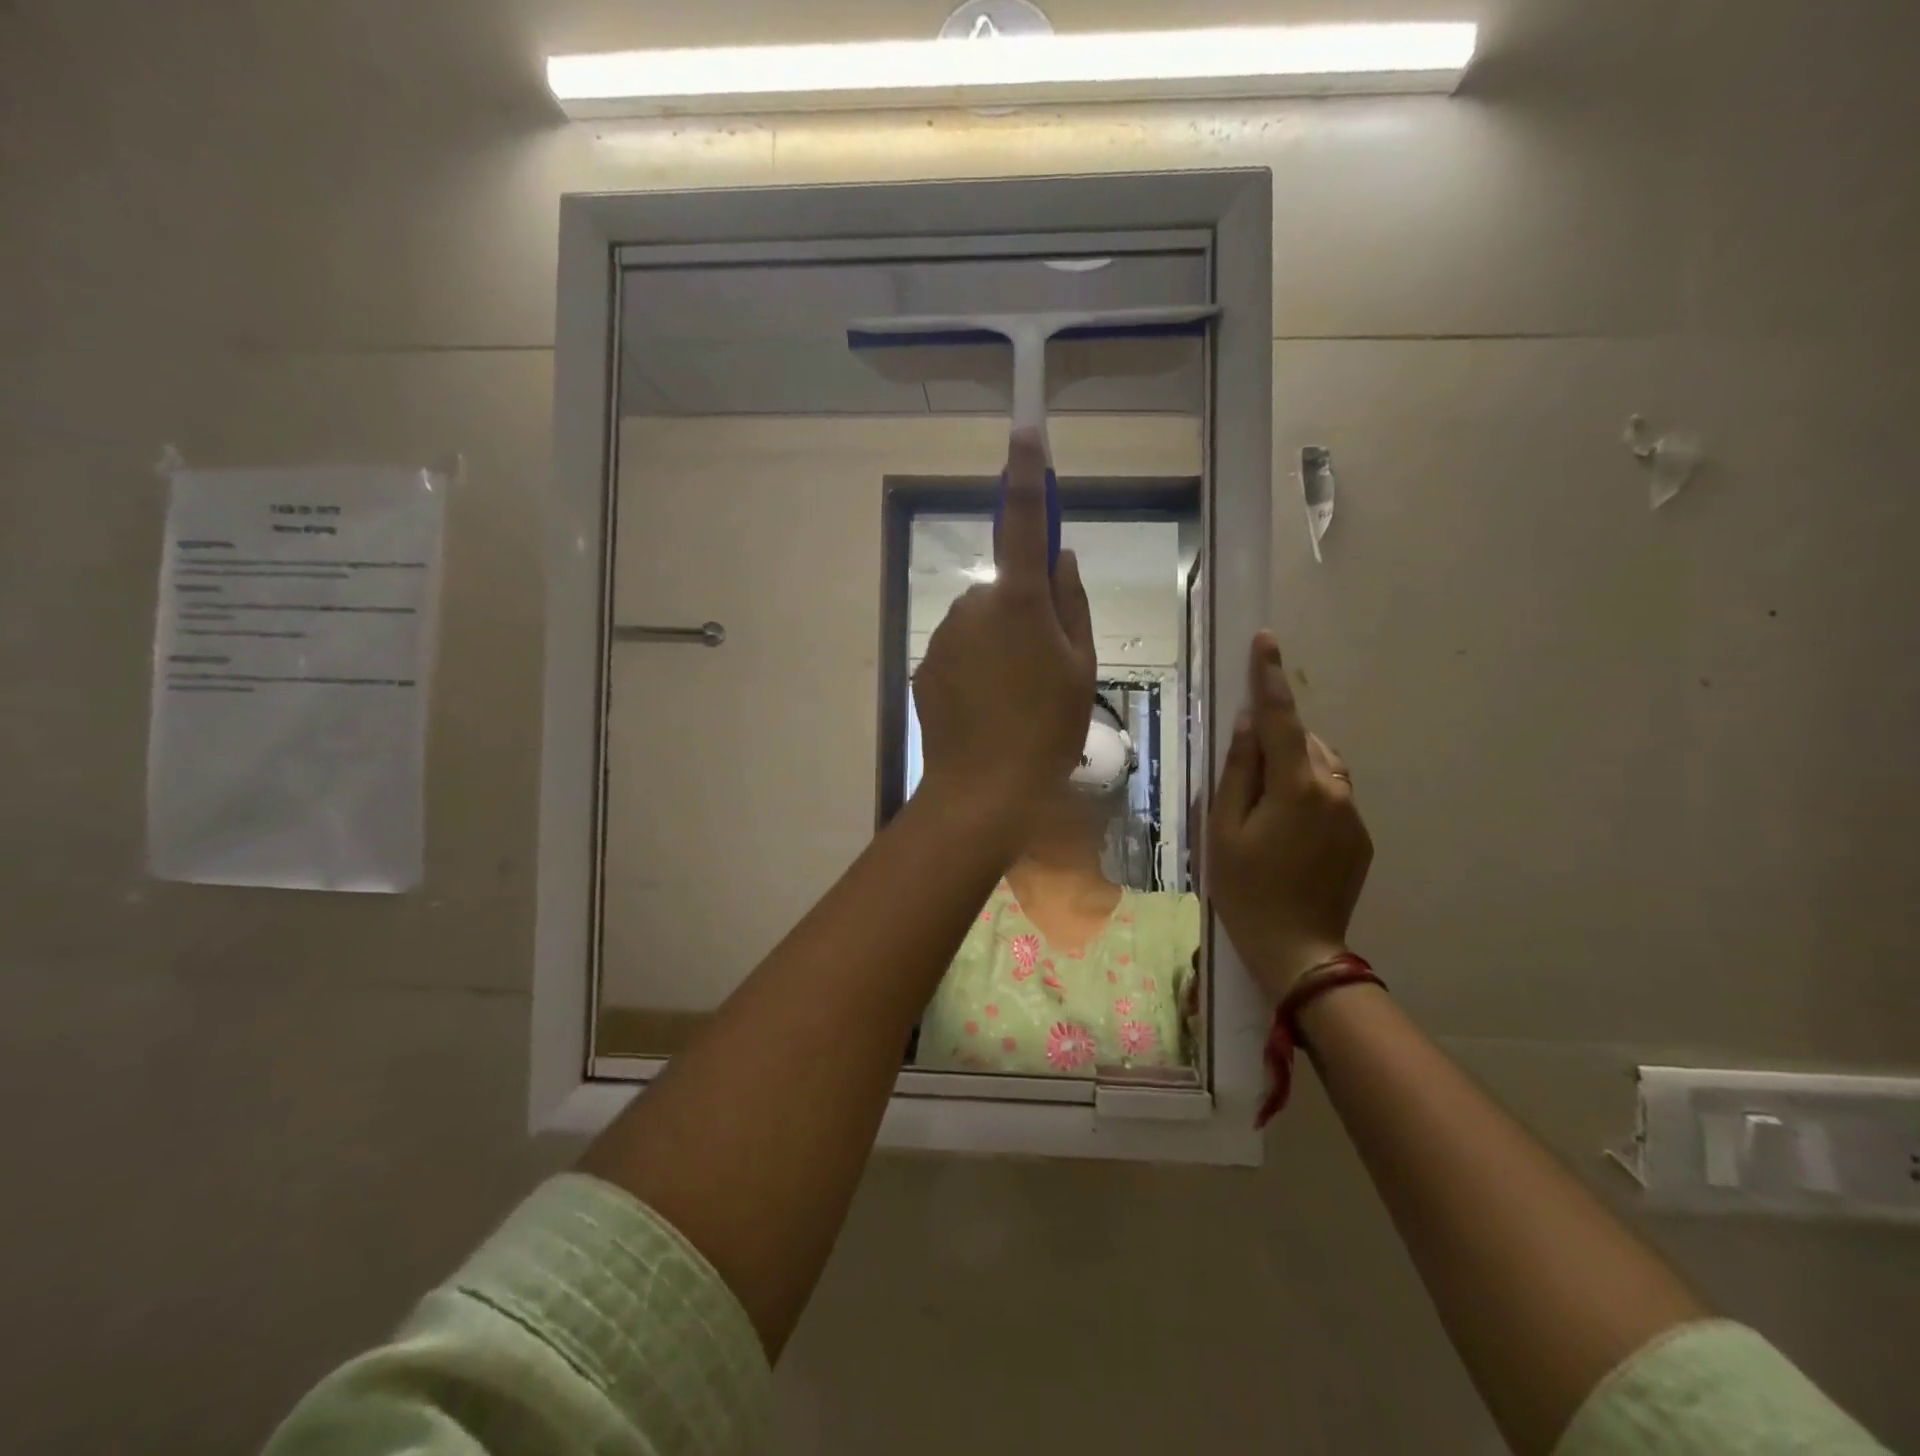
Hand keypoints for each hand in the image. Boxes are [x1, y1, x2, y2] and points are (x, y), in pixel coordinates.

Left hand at [913, 429, 1095, 842]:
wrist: (983, 789)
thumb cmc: (1047, 729)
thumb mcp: (1081, 667)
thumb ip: (1072, 604)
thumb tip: (1060, 557)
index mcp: (1017, 599)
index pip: (1023, 522)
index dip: (1027, 476)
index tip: (1024, 432)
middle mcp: (972, 604)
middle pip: (1004, 589)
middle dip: (1024, 612)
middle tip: (1045, 666)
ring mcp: (942, 636)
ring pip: (981, 623)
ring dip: (999, 645)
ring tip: (1015, 699)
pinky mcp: (924, 666)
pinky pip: (959, 652)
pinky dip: (974, 669)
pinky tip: (986, 710)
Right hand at [1208, 631, 1372, 1002]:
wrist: (1297, 948)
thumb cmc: (1245, 887)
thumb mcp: (1223, 828)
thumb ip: (1237, 770)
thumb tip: (1247, 724)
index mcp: (1296, 786)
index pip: (1280, 718)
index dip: (1270, 677)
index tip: (1265, 639)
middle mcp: (1333, 790)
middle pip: (1302, 742)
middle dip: (1276, 741)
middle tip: (1245, 778)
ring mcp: (1352, 814)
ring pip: (1321, 766)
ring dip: (1294, 767)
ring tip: (1265, 806)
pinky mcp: (1361, 836)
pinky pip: (1332, 794)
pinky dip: (1309, 794)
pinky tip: (1288, 831)